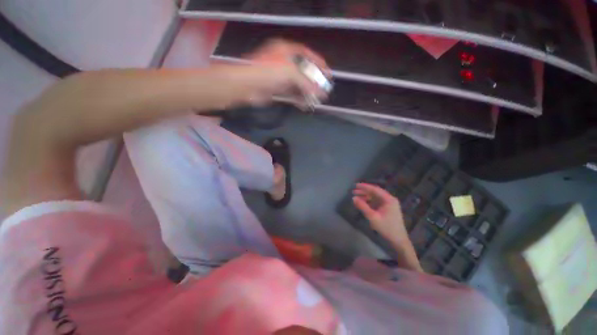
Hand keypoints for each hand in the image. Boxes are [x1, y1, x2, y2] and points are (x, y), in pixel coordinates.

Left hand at [238, 39, 330, 108]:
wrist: (247, 86)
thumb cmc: (269, 73)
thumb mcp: (290, 73)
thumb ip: (308, 83)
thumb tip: (322, 93)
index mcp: (287, 50)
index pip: (308, 54)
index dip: (319, 63)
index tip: (328, 74)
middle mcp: (284, 62)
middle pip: (303, 71)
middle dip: (314, 82)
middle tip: (324, 90)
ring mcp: (280, 76)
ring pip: (298, 84)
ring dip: (307, 93)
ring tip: (317, 100)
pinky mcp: (277, 89)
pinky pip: (291, 94)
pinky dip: (299, 99)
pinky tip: (306, 105)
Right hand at [352, 183, 408, 243]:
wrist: (398, 240)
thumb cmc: (386, 228)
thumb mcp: (373, 217)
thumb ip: (362, 206)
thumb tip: (353, 198)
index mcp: (389, 199)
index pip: (375, 189)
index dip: (364, 186)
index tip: (355, 185)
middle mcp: (390, 199)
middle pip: (375, 192)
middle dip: (364, 191)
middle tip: (353, 191)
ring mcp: (389, 204)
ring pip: (375, 196)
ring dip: (366, 196)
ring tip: (356, 197)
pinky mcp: (387, 208)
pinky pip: (376, 201)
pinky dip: (369, 201)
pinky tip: (362, 203)